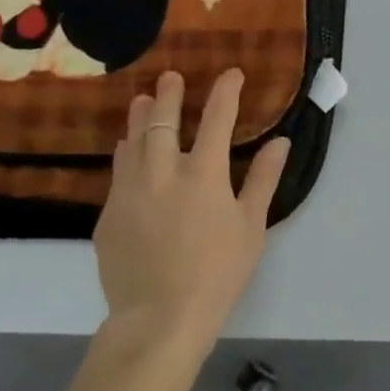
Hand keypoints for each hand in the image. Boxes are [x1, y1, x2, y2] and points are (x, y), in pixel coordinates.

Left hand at [92, 68, 288, 357]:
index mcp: (204, 174)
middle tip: (171, 77)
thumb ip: (262, 179)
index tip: (231, 73)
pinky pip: (118, 172)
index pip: (216, 119)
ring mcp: (130, 192)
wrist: (159, 317)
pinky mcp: (109, 214)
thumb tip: (280, 142)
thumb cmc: (218, 273)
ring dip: (140, 118)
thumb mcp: (251, 227)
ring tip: (142, 101)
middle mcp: (162, 172)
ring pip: (132, 142)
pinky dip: (126, 153)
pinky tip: (127, 150)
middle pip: (163, 121)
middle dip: (169, 95)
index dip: (225, 92)